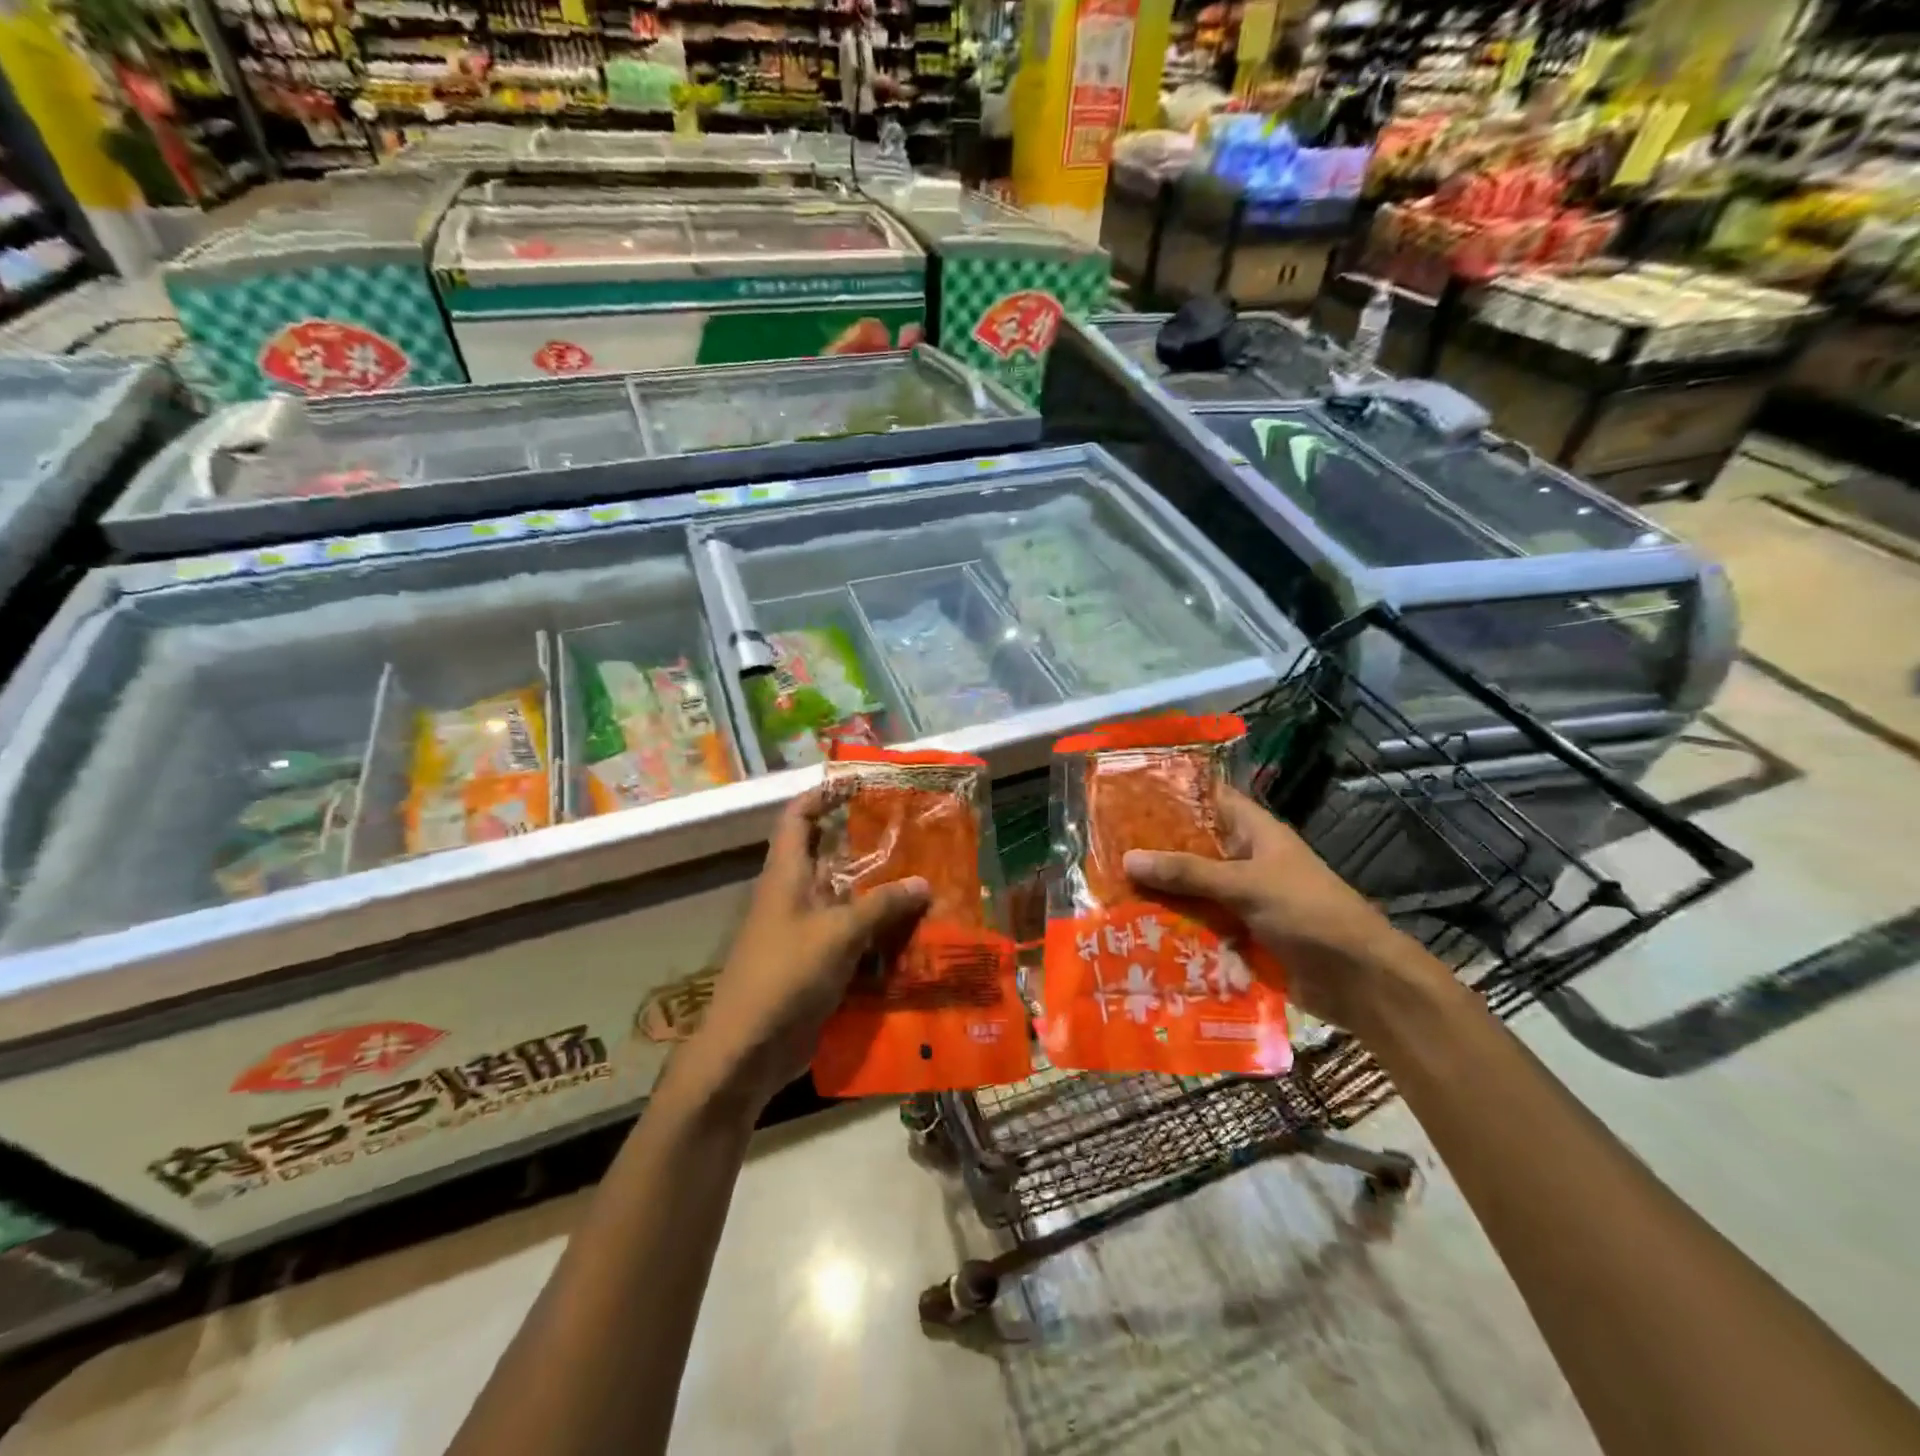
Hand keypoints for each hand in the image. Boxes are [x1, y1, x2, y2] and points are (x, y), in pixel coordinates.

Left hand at [680, 787, 928, 1112]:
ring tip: (931, 884)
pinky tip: (918, 937)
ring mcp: (807, 933)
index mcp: (787, 875)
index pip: (798, 817)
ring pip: (849, 901)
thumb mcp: (837, 934)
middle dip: (871, 848)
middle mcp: (796, 896)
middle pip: (833, 858)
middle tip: (917, 838)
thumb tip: (924, 883)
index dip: (824, 796)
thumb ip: (881, 906)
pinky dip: (882, 935)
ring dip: (884, 896)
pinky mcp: (819, 965)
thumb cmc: (785, 975)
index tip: (861, 785)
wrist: (748, 1050)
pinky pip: (855, 939)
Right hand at [1122, 787, 1451, 1034]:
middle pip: (1192, 847)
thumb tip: (1127, 858)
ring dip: (1158, 892)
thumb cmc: (1308, 913)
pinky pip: (1198, 925)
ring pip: (1191, 889)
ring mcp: (1241, 900)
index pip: (1209, 799)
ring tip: (1106, 890)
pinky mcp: (1239, 935)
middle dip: (1153, 849)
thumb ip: (1188, 872)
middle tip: (1101, 847)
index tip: (1127, 793)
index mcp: (1254, 833)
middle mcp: (1244, 861)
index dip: (1172, 793)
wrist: (1358, 980)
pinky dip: (1173, 927)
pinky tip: (1134, 931)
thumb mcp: (1246, 885)